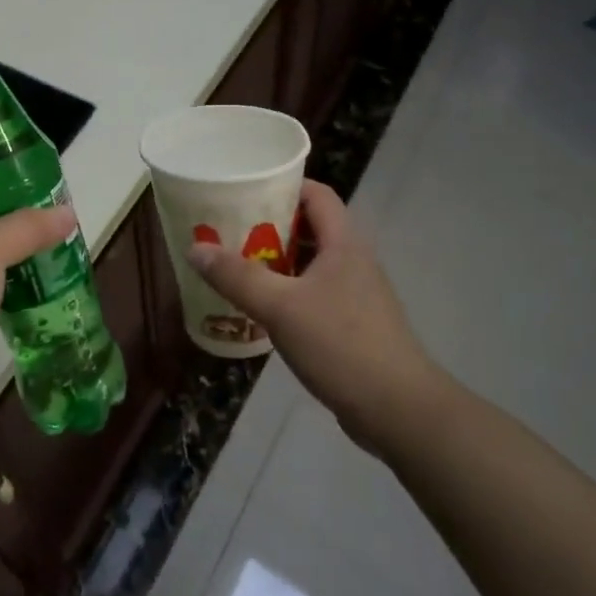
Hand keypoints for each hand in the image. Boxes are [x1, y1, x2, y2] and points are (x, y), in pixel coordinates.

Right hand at [187, 180, 437, 441]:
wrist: (399, 411)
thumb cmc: (341, 345)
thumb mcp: (280, 307)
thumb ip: (237, 277)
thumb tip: (195, 248)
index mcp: (344, 244)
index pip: (317, 194)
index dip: (284, 185)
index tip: (246, 190)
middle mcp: (353, 261)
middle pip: (310, 227)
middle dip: (269, 225)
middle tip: (229, 229)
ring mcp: (356, 295)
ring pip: (311, 264)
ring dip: (276, 262)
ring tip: (236, 266)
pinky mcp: (353, 326)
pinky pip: (314, 294)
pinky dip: (287, 292)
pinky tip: (261, 309)